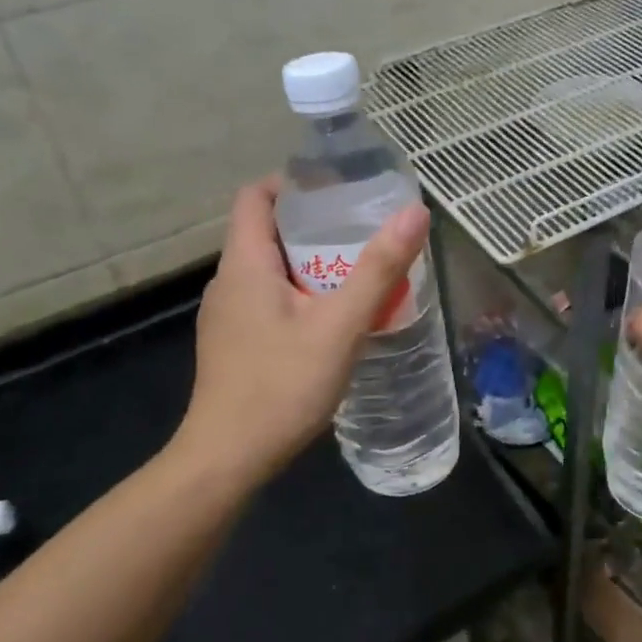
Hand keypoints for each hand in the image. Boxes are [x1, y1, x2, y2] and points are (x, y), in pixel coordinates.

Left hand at [175, 177, 431, 485]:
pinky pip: (269, 299)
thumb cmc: (281, 385)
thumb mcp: (340, 325)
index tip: (339, 188)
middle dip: (315, 224)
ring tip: (359, 271)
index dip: (294, 182)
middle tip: (364, 230)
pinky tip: (334, 320)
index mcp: (244, 264)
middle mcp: (228, 282)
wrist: (227, 459)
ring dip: (311, 262)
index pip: (256, 195)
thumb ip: (378, 269)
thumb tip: (415, 212)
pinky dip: (301, 294)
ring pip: (270, 269)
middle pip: (267, 231)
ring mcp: (227, 316)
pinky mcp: (234, 343)